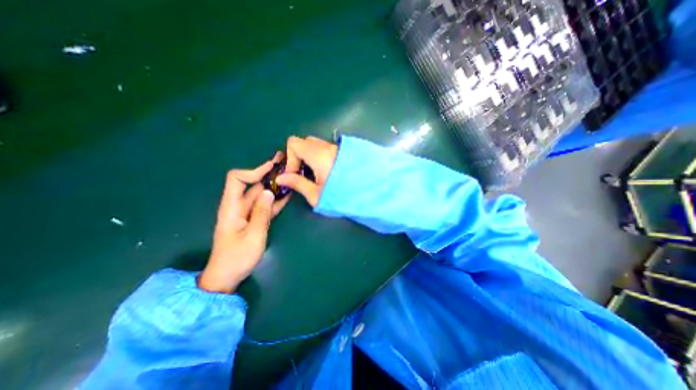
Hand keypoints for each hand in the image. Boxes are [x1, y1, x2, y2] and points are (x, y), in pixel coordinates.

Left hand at [198, 152, 290, 292]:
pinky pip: (264, 205)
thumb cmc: (237, 258)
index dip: (253, 172)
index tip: (271, 170)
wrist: (227, 276)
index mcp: (231, 207)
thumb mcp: (253, 236)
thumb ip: (261, 213)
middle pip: (250, 183)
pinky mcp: (253, 219)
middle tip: (283, 163)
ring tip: (288, 175)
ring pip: (259, 193)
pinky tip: (286, 193)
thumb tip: (268, 191)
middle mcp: (237, 206)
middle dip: (266, 172)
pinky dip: (274, 198)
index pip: (236, 179)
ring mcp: (246, 213)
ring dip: (273, 184)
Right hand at [279, 136, 340, 206]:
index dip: (290, 158)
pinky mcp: (344, 152)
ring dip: (310, 157)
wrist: (371, 193)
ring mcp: (338, 149)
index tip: (295, 174)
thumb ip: (297, 184)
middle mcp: (328, 147)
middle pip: (305, 142)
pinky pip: (326, 149)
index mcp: (319, 155)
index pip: (294, 143)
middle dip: (299, 156)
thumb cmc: (342, 196)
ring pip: (317, 145)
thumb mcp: (317, 194)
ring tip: (315, 176)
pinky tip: (326, 173)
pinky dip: (320, 157)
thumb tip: (281, 178)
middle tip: (304, 174)